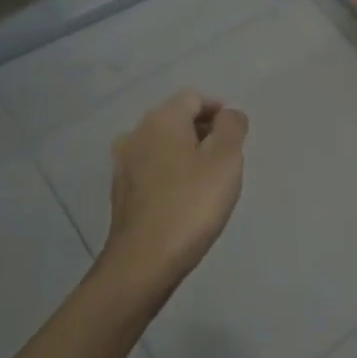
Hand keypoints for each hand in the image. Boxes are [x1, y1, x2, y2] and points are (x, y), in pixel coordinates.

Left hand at [99, 91, 248, 297]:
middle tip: (226, 157)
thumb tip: (229, 115)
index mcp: (162, 118)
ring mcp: (123, 162)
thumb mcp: (226, 160)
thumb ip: (232, 127)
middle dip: (202, 130)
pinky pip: (150, 168)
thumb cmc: (192, 204)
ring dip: (184, 152)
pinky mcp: (120, 190)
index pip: (193, 98)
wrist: (144, 260)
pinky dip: (169, 172)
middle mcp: (137, 132)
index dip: (218, 110)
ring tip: (207, 178)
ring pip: (161, 144)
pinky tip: (183, 197)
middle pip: (175, 118)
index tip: (236, 134)